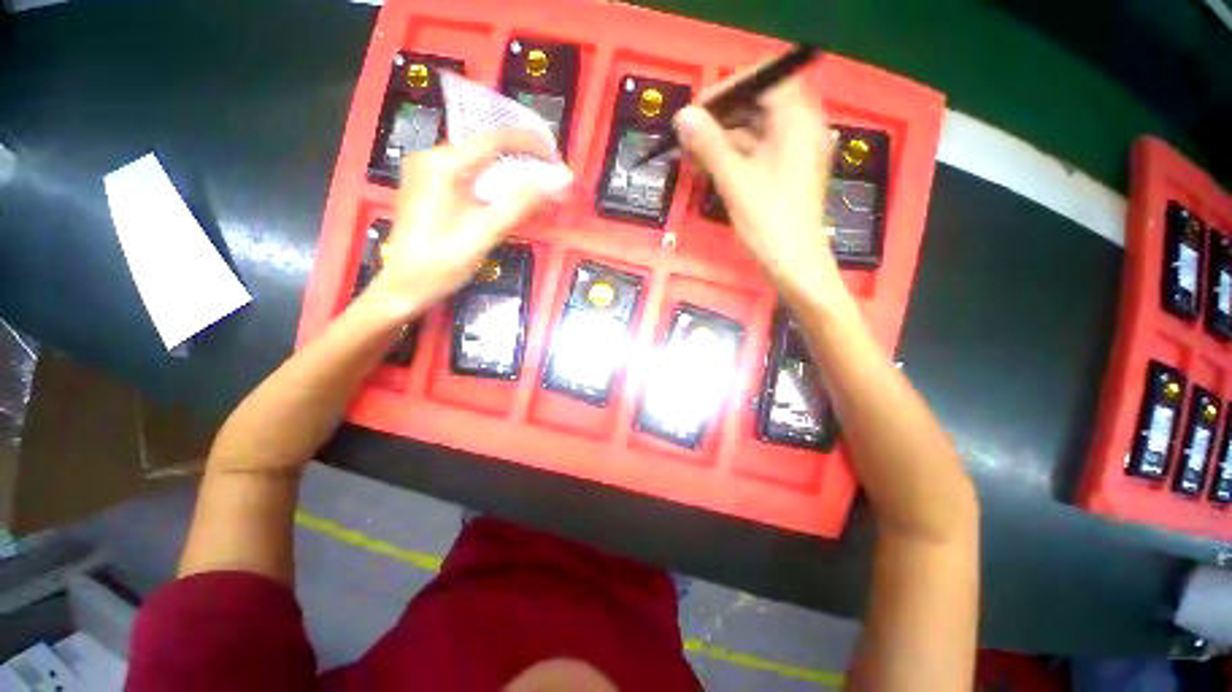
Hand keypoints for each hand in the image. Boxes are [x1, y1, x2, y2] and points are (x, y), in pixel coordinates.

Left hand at [367, 129, 560, 316]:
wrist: (405, 285)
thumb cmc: (443, 261)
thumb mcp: (487, 231)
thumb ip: (522, 203)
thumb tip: (558, 182)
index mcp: (443, 164)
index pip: (494, 140)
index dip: (530, 144)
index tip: (555, 157)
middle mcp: (431, 158)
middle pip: (486, 149)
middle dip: (521, 161)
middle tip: (549, 176)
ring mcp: (427, 172)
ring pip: (478, 163)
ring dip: (508, 173)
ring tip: (535, 187)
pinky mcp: (428, 186)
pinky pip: (467, 176)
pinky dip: (491, 184)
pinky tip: (507, 197)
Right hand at [676, 78, 856, 319]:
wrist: (794, 264)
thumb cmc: (769, 221)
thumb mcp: (735, 181)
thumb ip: (709, 144)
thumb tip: (682, 116)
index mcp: (798, 121)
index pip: (765, 81)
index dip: (729, 88)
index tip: (697, 108)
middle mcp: (802, 128)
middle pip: (760, 104)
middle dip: (722, 115)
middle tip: (689, 132)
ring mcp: (795, 152)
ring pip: (756, 130)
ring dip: (724, 137)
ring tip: (691, 151)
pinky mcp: (786, 172)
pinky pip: (758, 151)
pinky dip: (734, 154)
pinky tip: (708, 164)